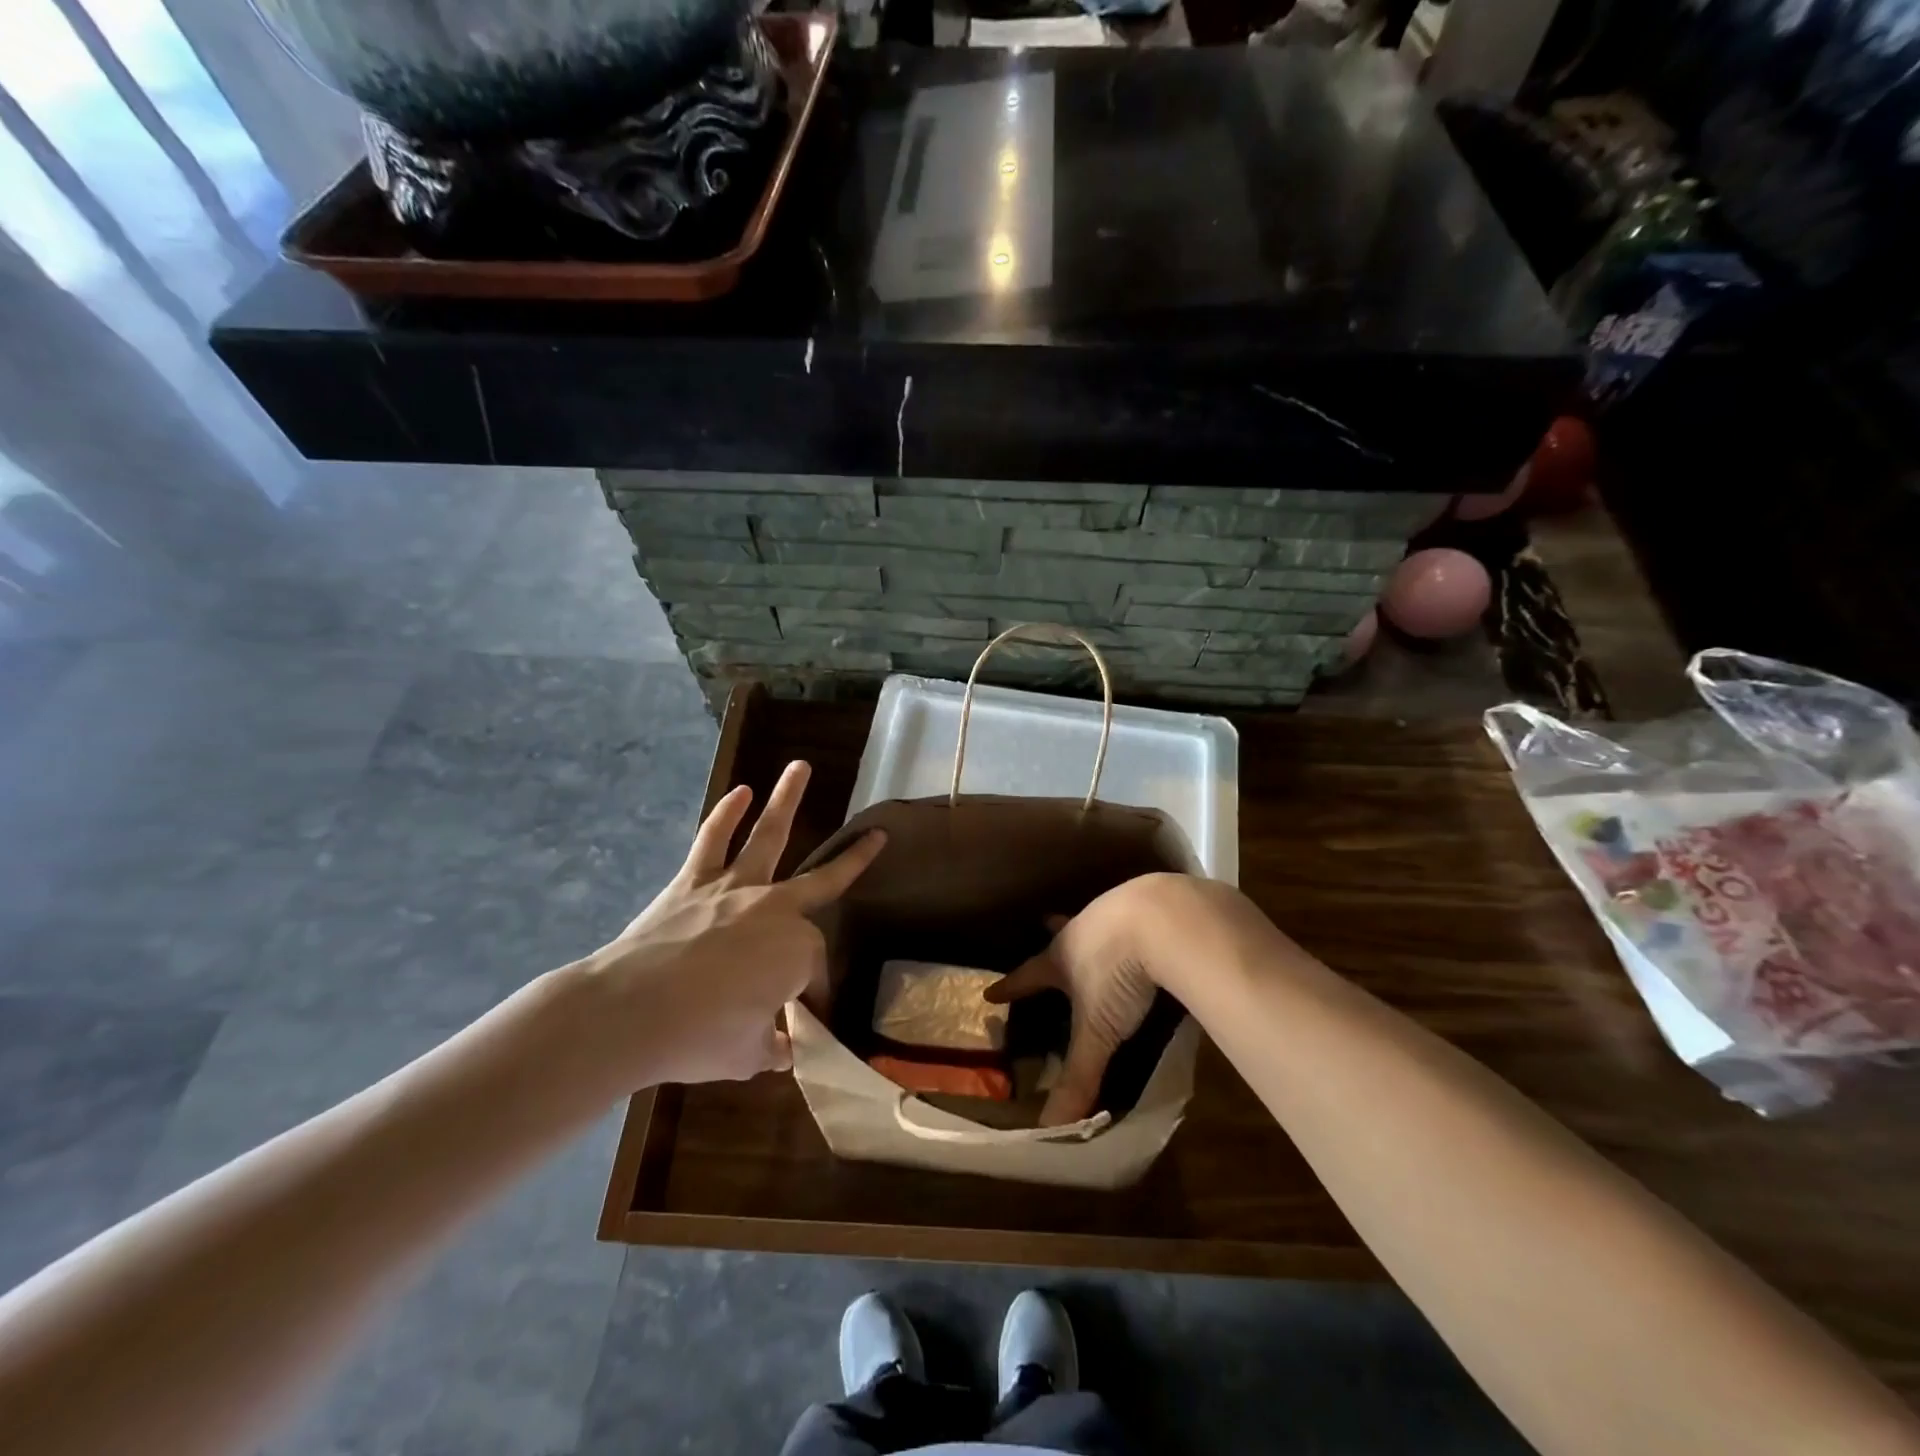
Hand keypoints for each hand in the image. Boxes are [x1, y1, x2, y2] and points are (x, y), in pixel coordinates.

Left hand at [576, 761, 884, 1088]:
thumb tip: (783, 1049)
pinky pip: (712, 840)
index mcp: (797, 952)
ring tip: (800, 767)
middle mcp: (775, 909)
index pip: (815, 971)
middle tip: (876, 837)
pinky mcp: (692, 882)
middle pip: (822, 880)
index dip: (811, 996)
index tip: (802, 1022)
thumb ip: (771, 1046)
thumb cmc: (698, 1037)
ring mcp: (734, 888)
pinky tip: (740, 792)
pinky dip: (726, 814)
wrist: (630, 1013)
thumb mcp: (746, 1055)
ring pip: (768, 836)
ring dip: (786, 800)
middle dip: (854, 860)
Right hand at [986, 875, 1176, 1125]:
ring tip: (1097, 933)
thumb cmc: (1118, 973)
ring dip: (1094, 929)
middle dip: (1053, 933)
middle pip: (1061, 933)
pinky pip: (1135, 914)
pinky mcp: (1151, 906)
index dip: (1012, 987)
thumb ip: (1078, 1076)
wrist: (1163, 918)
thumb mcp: (1098, 1030)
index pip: (1029, 975)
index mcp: (1063, 957)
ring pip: (1097, 921)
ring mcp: (1117, 911)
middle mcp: (1084, 929)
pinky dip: (1134, 924)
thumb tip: (1049, 1129)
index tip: (990, 992)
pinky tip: (1147, 932)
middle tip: (1044, 922)